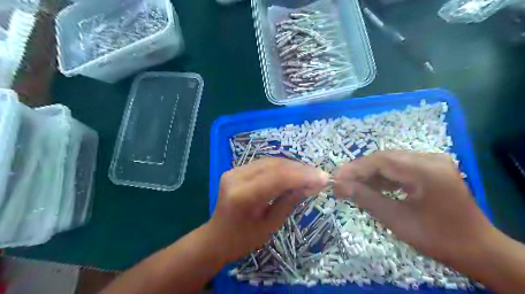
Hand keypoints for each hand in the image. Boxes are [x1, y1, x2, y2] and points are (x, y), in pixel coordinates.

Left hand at [207, 159, 329, 263]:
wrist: (216, 237)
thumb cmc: (243, 239)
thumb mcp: (270, 224)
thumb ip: (289, 201)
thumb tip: (311, 185)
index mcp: (243, 196)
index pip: (277, 178)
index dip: (303, 176)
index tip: (323, 178)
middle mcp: (236, 177)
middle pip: (274, 166)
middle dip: (300, 169)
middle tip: (319, 176)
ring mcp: (234, 171)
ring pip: (270, 161)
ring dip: (292, 167)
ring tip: (309, 174)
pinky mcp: (236, 169)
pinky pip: (264, 164)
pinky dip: (281, 167)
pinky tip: (293, 173)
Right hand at [334, 152, 494, 266]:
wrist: (477, 249)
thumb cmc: (437, 238)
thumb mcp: (396, 219)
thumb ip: (365, 198)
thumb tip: (339, 186)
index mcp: (427, 170)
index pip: (381, 160)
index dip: (355, 168)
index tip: (335, 178)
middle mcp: (430, 159)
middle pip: (385, 158)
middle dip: (360, 171)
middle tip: (340, 183)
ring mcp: (432, 162)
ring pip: (390, 162)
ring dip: (370, 174)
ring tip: (351, 186)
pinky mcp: (430, 169)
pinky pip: (400, 168)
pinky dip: (382, 177)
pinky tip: (370, 187)